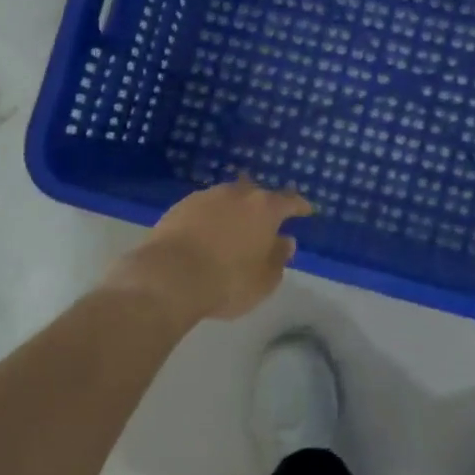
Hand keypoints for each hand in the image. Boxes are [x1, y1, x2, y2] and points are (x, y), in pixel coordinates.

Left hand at [105, 179, 312, 326]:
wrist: (168, 278)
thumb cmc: (227, 281)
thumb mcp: (265, 280)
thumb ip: (278, 258)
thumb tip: (285, 241)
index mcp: (265, 208)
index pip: (290, 201)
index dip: (300, 205)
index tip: (306, 210)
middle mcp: (237, 194)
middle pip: (256, 193)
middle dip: (262, 205)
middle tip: (264, 221)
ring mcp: (206, 197)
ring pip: (227, 198)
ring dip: (233, 210)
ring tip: (232, 227)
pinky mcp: (179, 207)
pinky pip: (203, 208)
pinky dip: (209, 218)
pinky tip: (205, 233)